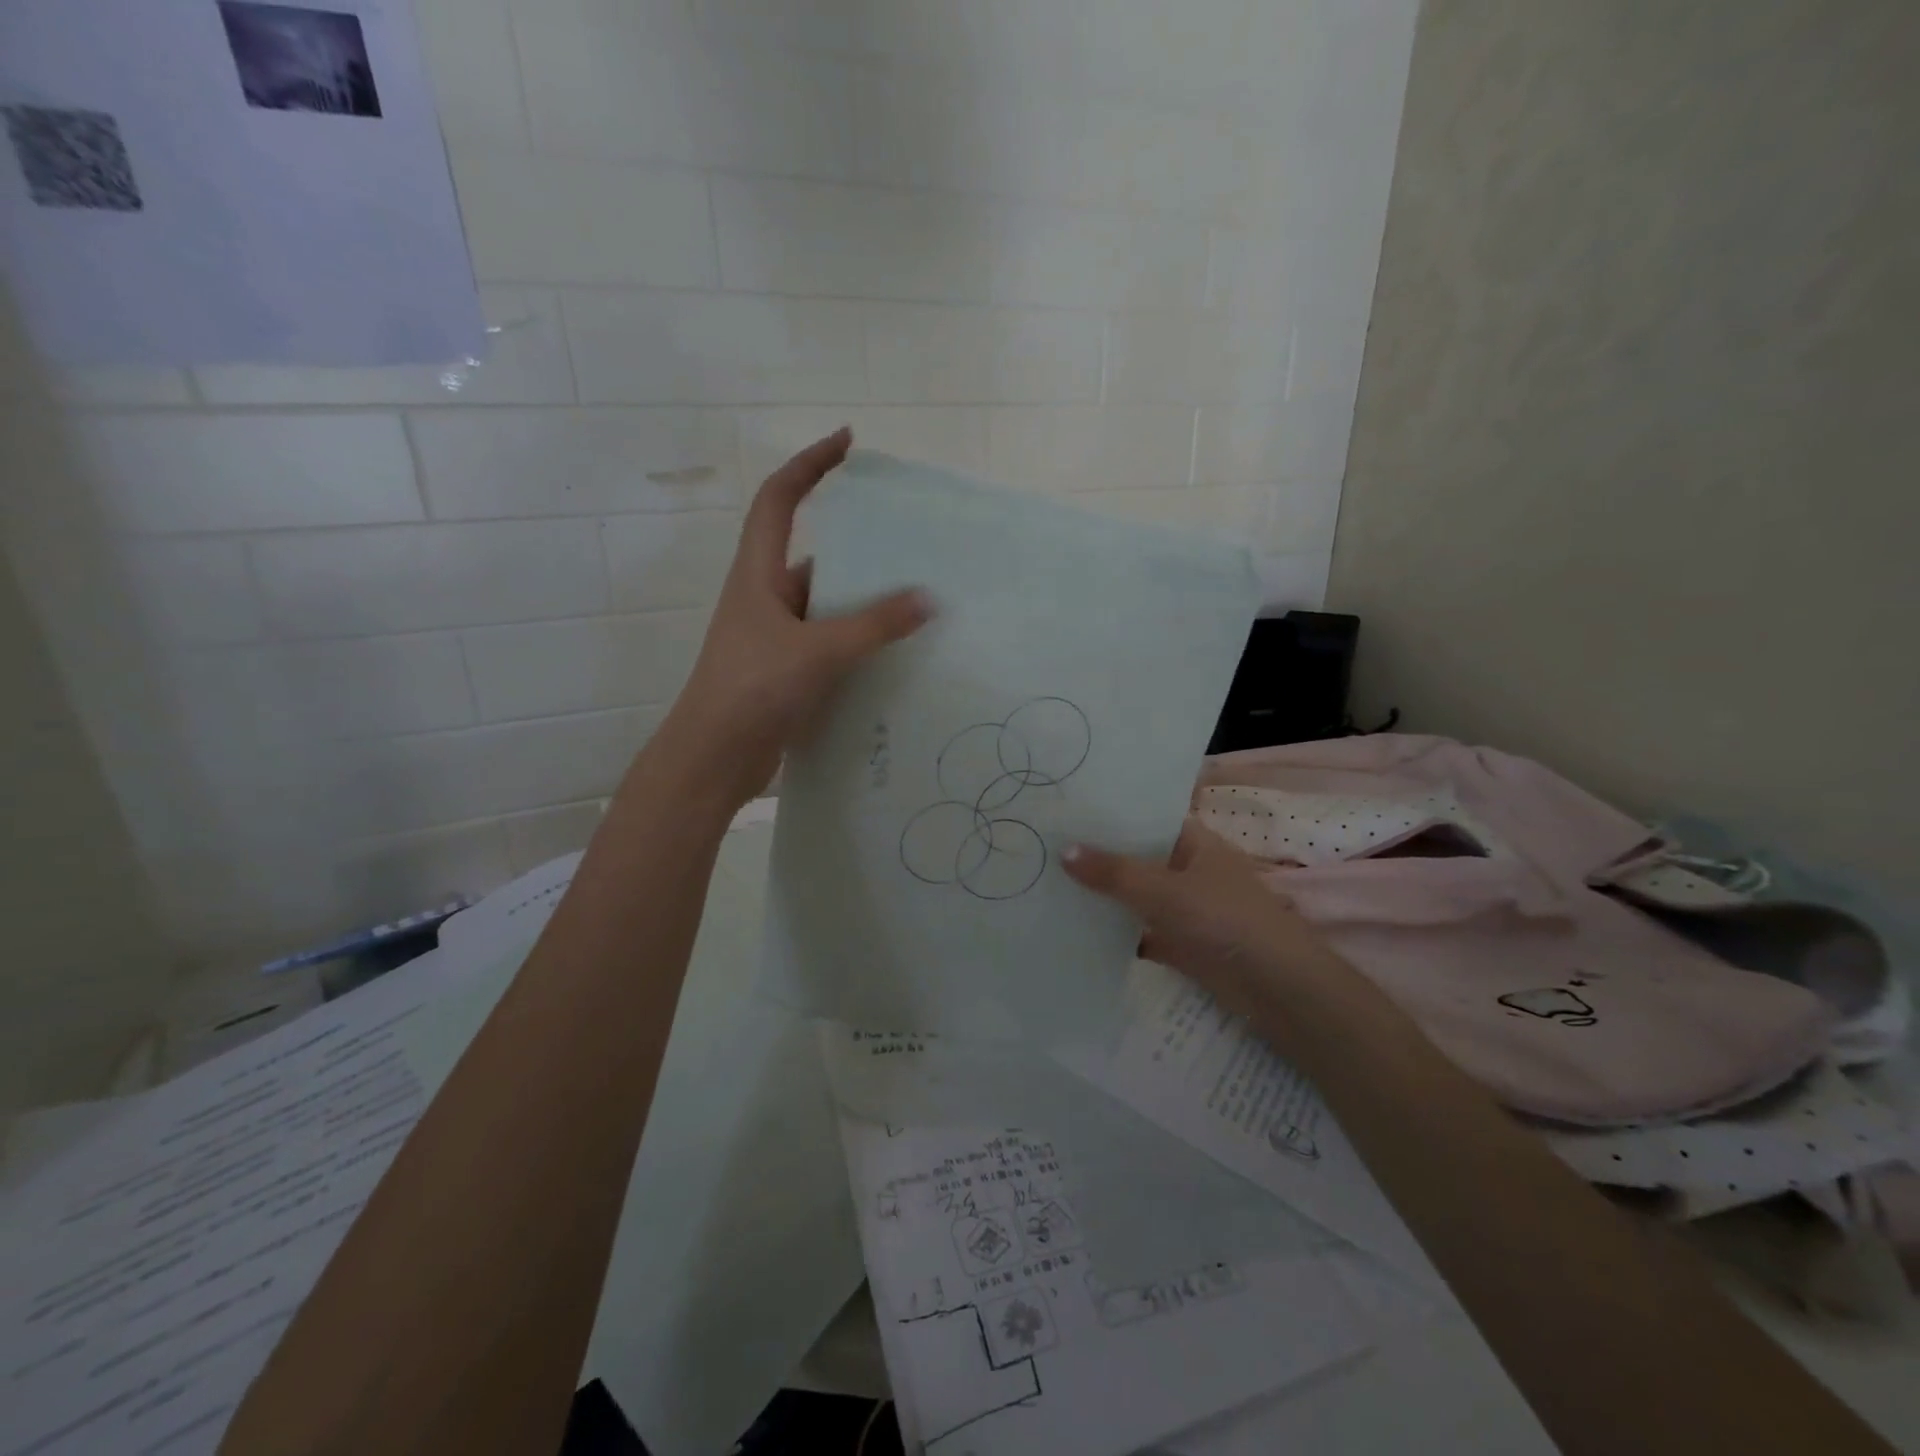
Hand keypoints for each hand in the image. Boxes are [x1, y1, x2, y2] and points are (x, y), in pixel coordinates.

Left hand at [663, 428, 930, 807]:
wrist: (713, 759)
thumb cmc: (753, 689)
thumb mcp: (818, 650)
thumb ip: (874, 625)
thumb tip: (927, 598)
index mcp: (758, 575)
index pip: (779, 499)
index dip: (810, 465)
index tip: (847, 443)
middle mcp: (765, 599)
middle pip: (815, 556)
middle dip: (859, 549)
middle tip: (911, 546)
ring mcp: (776, 638)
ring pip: (827, 607)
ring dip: (864, 604)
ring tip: (917, 602)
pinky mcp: (787, 673)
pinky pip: (830, 644)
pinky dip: (859, 644)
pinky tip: (895, 655)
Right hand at [1063, 821, 1342, 1005]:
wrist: (1279, 990)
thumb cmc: (1226, 920)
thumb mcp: (1165, 890)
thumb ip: (1114, 872)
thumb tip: (1064, 850)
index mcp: (1193, 842)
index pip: (1144, 818)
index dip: (1108, 814)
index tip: (1063, 809)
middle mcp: (1188, 869)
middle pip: (1136, 858)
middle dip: (1097, 856)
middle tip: (1042, 845)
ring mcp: (1185, 908)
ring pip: (1135, 896)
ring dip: (1103, 896)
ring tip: (1047, 883)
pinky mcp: (1181, 944)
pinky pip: (1140, 931)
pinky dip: (1115, 933)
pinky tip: (1074, 930)